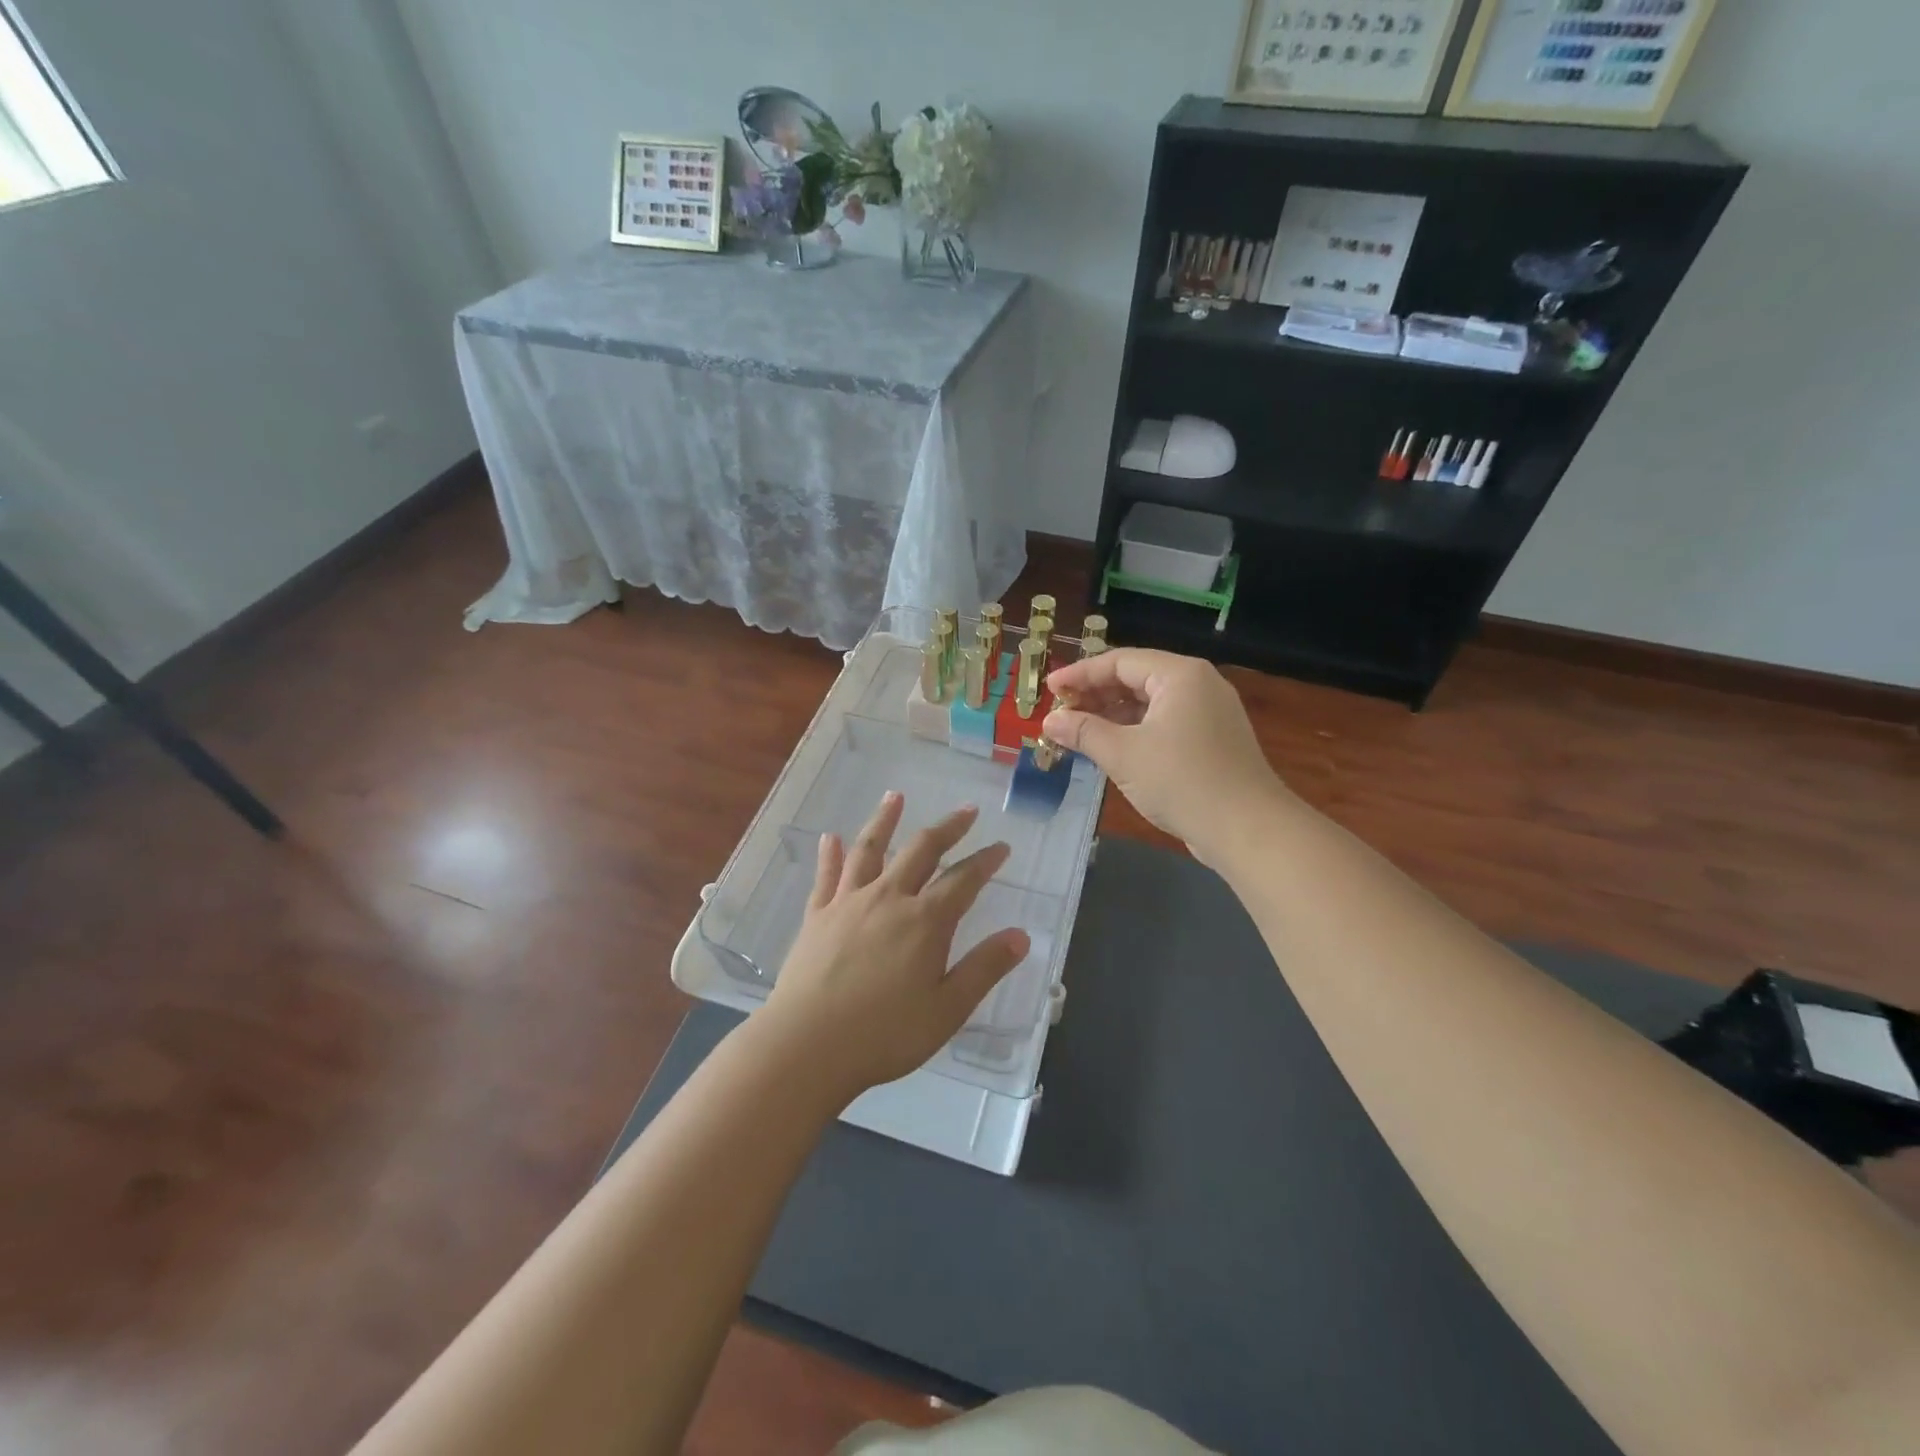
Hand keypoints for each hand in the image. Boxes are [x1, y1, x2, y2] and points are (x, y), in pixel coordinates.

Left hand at [762, 793, 1031, 1098]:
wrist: (807, 1045)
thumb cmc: (885, 1034)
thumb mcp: (948, 1009)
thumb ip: (985, 969)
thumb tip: (1021, 936)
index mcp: (925, 921)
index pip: (963, 880)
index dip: (986, 861)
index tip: (1001, 846)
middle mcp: (888, 898)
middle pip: (921, 850)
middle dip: (947, 828)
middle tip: (966, 810)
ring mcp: (848, 903)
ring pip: (870, 849)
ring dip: (885, 820)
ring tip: (895, 796)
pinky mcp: (817, 916)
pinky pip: (826, 876)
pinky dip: (830, 854)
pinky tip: (830, 838)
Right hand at [1043, 648, 1290, 863]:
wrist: (1248, 829)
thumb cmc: (1182, 781)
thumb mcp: (1123, 754)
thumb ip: (1083, 731)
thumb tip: (1049, 721)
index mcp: (1180, 675)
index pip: (1119, 661)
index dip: (1080, 674)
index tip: (1048, 688)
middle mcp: (1198, 685)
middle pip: (1136, 678)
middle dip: (1095, 695)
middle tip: (1060, 712)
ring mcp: (1209, 713)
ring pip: (1150, 704)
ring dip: (1112, 715)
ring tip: (1077, 731)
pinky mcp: (1212, 741)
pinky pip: (1164, 724)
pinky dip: (1134, 731)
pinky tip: (1110, 748)